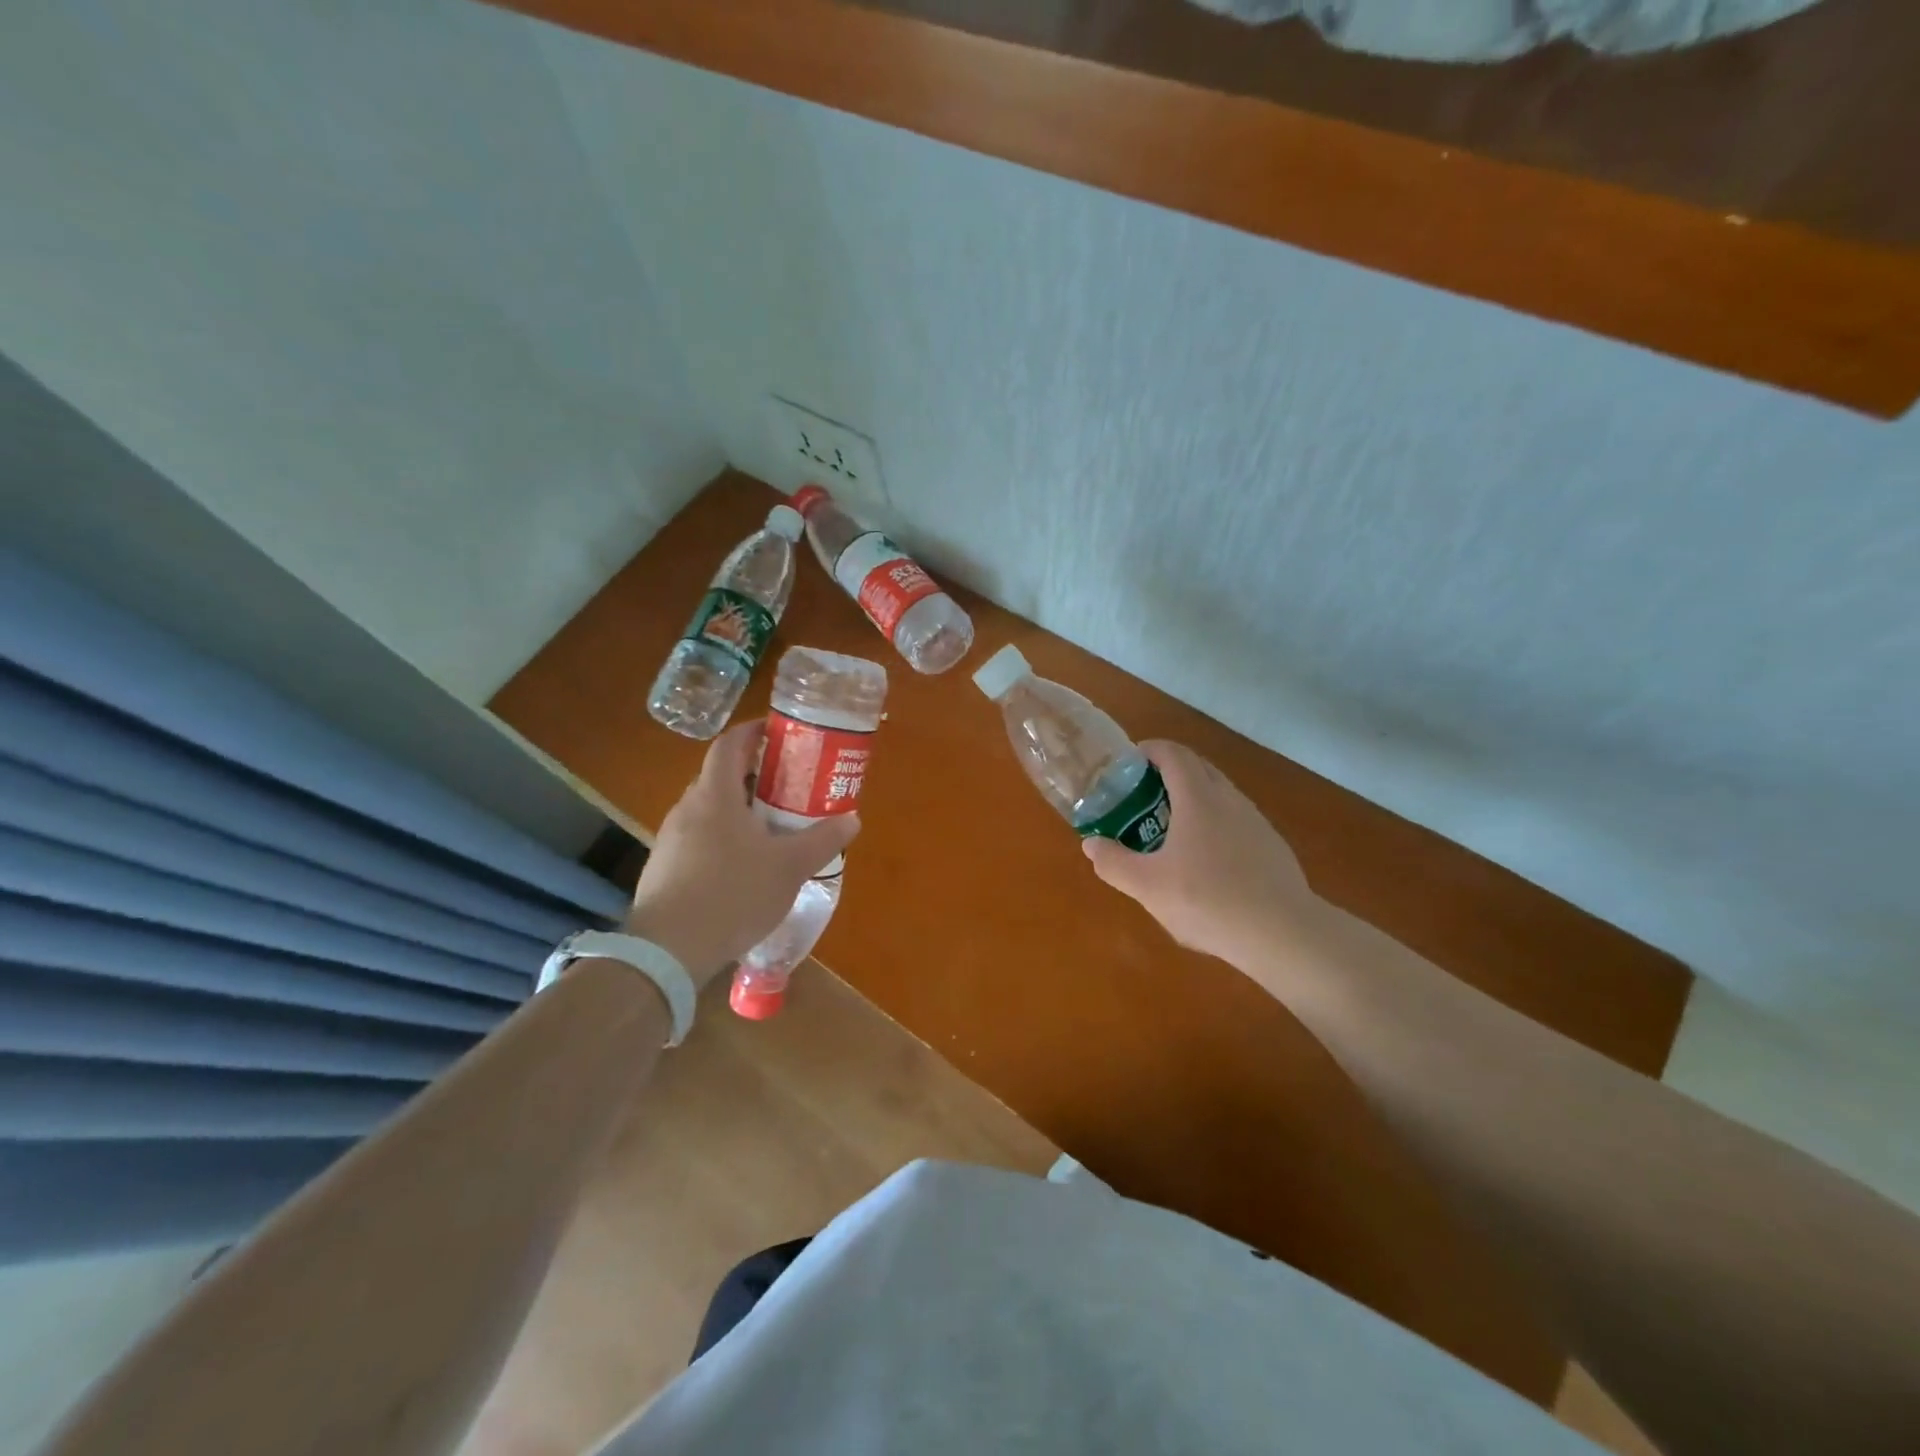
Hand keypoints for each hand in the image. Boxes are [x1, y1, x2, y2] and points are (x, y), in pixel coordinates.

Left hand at [624, 722, 859, 984]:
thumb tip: (852, 819)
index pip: (729, 744)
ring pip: (709, 811)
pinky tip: (742, 869)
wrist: (667, 951)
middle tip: (788, 786)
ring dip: (738, 811)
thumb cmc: (733, 894)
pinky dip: (722, 840)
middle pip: (720, 777)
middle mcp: (687, 809)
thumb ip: (822, 840)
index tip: (778, 733)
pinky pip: (698, 840)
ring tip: (771, 829)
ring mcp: (670, 840)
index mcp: (715, 796)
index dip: (753, 732)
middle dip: (754, 776)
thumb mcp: (789, 867)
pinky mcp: (663, 870)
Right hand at [1081, 740, 1319, 969]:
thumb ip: (1113, 863)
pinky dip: (1215, 826)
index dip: (1149, 751)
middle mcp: (1229, 799)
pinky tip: (1206, 864)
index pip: (1173, 754)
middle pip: (1198, 768)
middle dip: (1168, 774)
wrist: (1283, 934)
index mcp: (1198, 798)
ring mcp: (1256, 822)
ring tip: (1170, 832)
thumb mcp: (1147, 887)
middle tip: (1142, 798)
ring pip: (1219, 795)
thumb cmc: (1208, 901)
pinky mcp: (1272, 847)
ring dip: (1193, 801)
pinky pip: (1236, 821)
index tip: (1129, 763)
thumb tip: (1091, 844)